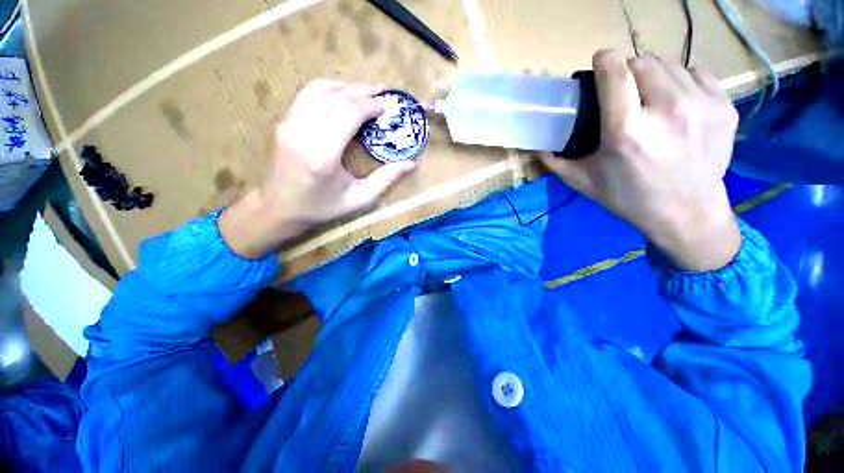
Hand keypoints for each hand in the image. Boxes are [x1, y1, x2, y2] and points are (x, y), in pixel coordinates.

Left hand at [220, 80, 415, 258]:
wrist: (278, 207)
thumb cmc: (322, 207)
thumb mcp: (359, 199)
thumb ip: (386, 179)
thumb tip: (411, 164)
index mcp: (322, 155)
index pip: (348, 112)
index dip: (371, 105)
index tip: (386, 108)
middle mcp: (301, 132)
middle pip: (336, 97)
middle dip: (363, 92)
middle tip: (383, 94)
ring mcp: (288, 123)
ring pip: (320, 89)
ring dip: (347, 87)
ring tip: (367, 93)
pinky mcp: (283, 121)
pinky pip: (307, 94)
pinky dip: (329, 90)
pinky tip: (343, 95)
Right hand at [541, 50, 740, 271]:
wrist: (686, 212)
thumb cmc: (627, 197)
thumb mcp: (583, 181)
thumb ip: (556, 161)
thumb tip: (537, 145)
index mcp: (626, 131)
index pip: (616, 73)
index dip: (605, 60)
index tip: (600, 62)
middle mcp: (667, 111)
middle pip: (643, 62)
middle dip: (627, 69)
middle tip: (622, 88)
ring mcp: (702, 105)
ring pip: (670, 64)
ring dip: (653, 74)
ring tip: (648, 95)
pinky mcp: (724, 106)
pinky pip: (696, 73)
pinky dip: (681, 80)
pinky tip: (675, 101)